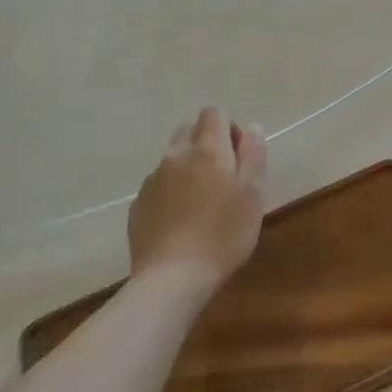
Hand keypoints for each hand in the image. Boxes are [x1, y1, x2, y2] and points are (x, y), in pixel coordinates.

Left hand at [128, 107, 266, 293]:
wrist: (172, 279)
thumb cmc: (223, 234)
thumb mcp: (253, 193)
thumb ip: (253, 154)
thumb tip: (251, 127)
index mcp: (207, 149)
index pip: (214, 113)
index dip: (229, 127)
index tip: (239, 157)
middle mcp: (175, 155)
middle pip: (190, 129)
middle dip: (207, 142)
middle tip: (223, 177)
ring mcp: (152, 180)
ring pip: (173, 158)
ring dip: (188, 167)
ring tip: (201, 202)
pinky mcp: (138, 205)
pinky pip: (158, 185)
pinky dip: (171, 192)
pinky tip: (181, 221)